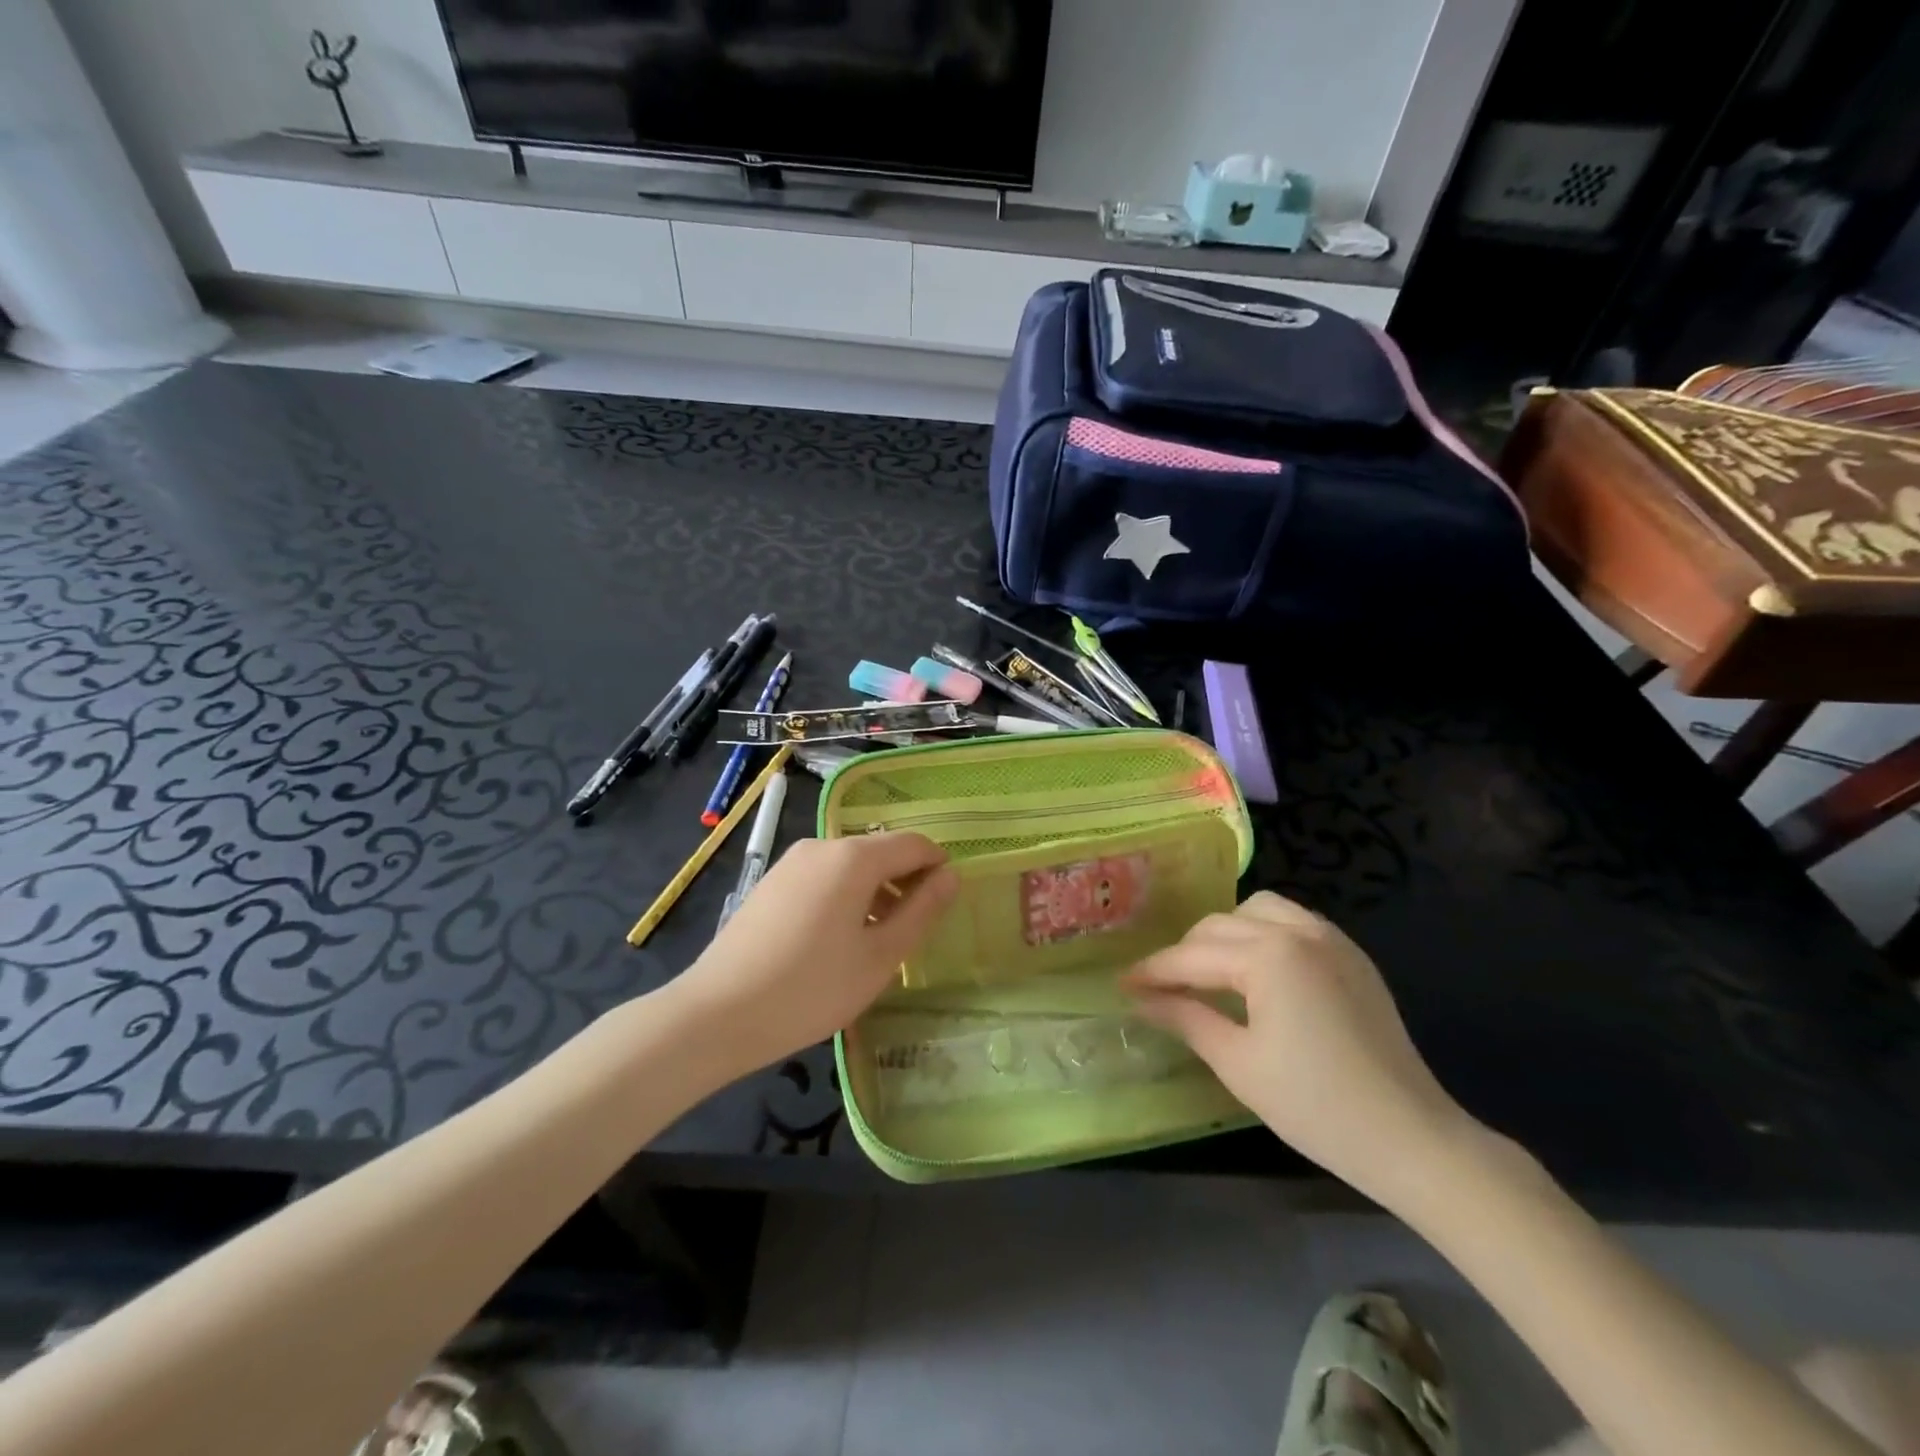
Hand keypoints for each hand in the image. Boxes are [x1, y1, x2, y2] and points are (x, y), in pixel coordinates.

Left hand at [670, 833, 957, 1075]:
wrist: (716, 1014)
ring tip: (875, 943)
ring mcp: (791, 863)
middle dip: (904, 883)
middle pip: (880, 852)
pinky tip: (835, 942)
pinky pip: (822, 878)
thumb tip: (951, 876)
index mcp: (853, 857)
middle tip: (912, 933)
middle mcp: (822, 846)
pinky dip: (844, 897)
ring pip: (850, 866)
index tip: (945, 905)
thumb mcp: (880, 957)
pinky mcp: (771, 883)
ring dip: (874, 892)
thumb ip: (921, 911)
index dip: (937, 867)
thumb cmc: (811, 989)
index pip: (913, 844)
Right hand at [1123, 891, 1480, 1208]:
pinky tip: (1257, 970)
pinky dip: (1263, 933)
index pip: (1192, 956)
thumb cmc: (1316, 1106)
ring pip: (1257, 910)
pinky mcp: (1352, 956)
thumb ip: (1185, 1018)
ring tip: (1209, 971)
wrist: (1412, 1138)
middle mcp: (1298, 931)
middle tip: (1161, 987)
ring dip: (1225, 933)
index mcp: (1268, 955)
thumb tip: (1140, 1000)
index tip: (1121, 984)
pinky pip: (1294, 922)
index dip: (1152, 971)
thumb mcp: (1238, 1063)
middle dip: (1184, 953)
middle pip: (1219, 926)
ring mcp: (1331, 939)